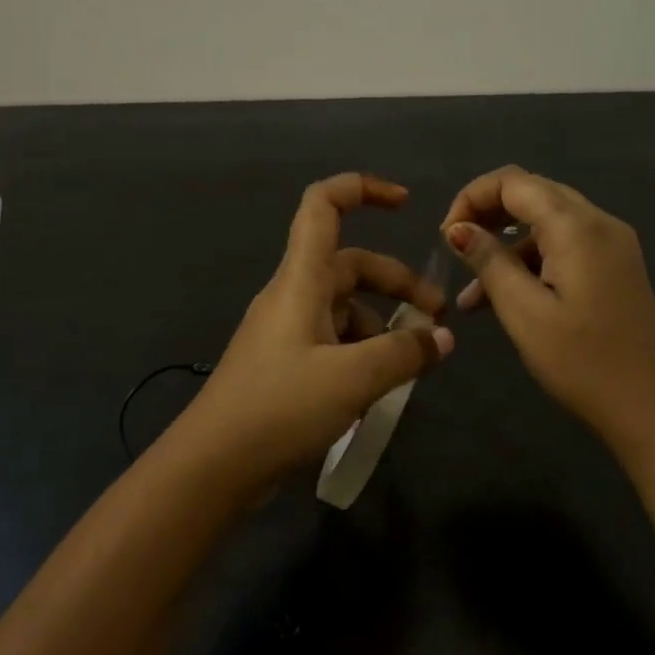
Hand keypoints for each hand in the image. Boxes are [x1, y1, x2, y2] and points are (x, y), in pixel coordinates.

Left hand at [183, 173, 452, 485]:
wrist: (214, 465)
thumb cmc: (280, 407)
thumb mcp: (353, 379)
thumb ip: (403, 354)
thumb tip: (441, 339)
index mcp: (301, 280)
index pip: (323, 206)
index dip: (362, 189)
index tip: (405, 204)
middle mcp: (291, 295)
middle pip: (350, 265)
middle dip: (396, 284)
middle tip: (436, 319)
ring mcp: (285, 330)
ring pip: (343, 308)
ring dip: (381, 326)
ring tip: (410, 366)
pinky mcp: (283, 363)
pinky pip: (331, 341)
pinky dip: (360, 353)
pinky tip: (376, 390)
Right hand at [441, 166, 654, 454]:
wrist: (653, 410)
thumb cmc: (583, 363)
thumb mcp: (524, 312)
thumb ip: (489, 262)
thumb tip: (458, 228)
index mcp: (577, 227)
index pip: (513, 181)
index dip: (471, 198)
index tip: (446, 237)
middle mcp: (599, 223)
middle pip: (532, 194)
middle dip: (487, 216)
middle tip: (455, 251)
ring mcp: (612, 245)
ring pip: (546, 223)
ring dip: (506, 247)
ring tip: (470, 296)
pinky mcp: (615, 268)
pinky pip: (564, 248)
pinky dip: (531, 263)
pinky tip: (504, 301)